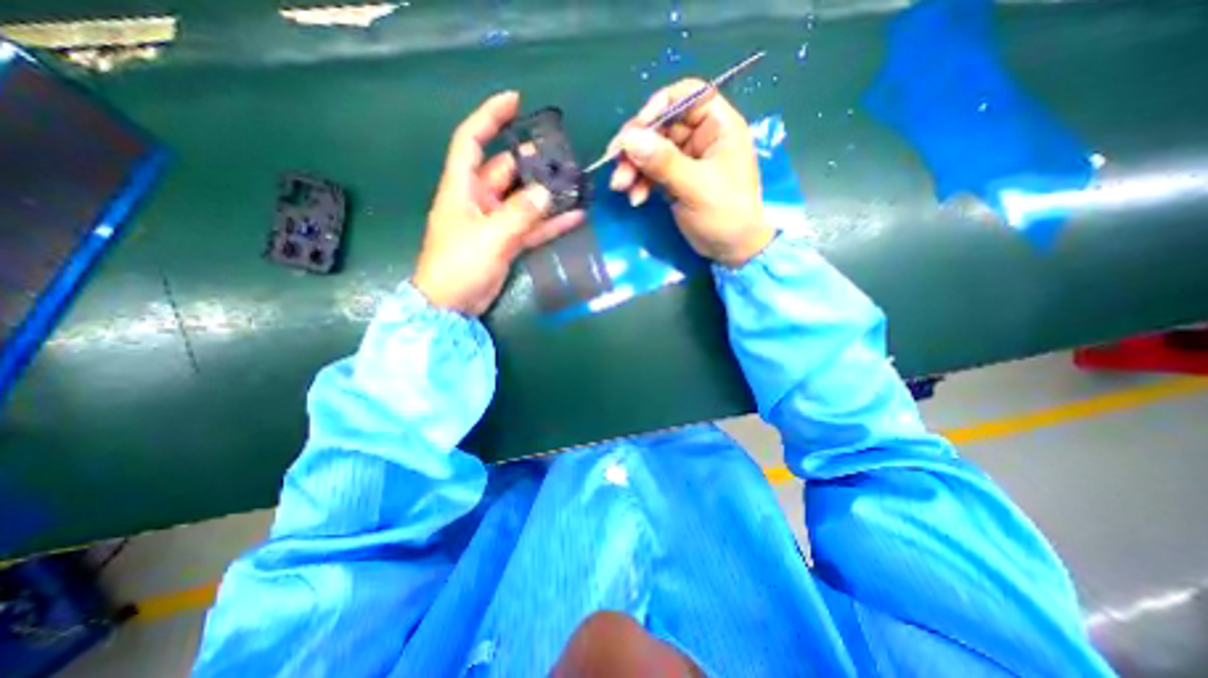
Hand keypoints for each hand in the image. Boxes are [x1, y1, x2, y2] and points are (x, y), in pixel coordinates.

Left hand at [417, 90, 584, 313]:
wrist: (453, 306)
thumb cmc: (459, 265)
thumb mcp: (490, 236)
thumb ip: (520, 214)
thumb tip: (547, 193)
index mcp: (462, 188)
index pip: (472, 141)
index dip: (490, 117)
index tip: (515, 102)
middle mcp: (478, 200)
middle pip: (506, 171)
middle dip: (532, 163)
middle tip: (563, 159)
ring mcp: (495, 222)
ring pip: (523, 200)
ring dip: (546, 194)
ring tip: (574, 185)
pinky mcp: (507, 242)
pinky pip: (532, 226)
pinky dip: (550, 222)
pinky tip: (574, 217)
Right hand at [613, 77, 774, 266]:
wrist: (731, 250)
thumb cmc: (725, 214)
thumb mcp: (696, 187)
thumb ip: (663, 162)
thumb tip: (629, 138)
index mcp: (718, 126)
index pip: (687, 96)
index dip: (659, 106)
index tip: (637, 130)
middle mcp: (701, 136)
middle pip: (661, 125)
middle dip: (637, 145)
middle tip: (617, 164)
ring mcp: (687, 159)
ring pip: (652, 150)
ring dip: (633, 166)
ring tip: (621, 187)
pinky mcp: (676, 179)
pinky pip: (652, 171)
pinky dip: (640, 182)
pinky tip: (635, 199)